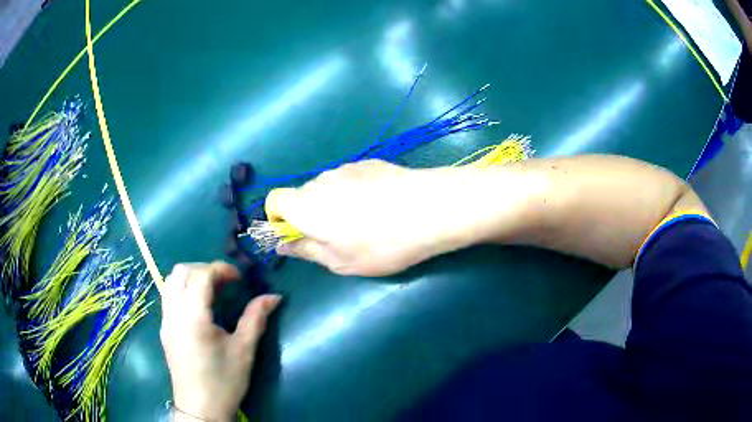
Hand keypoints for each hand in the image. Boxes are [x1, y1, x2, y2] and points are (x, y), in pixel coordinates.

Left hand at [160, 262, 280, 420]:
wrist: (200, 408)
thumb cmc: (224, 381)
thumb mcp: (244, 351)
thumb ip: (255, 319)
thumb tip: (273, 296)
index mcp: (193, 317)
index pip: (201, 275)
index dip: (221, 269)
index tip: (240, 279)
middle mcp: (174, 313)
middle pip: (181, 271)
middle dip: (205, 269)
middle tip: (225, 283)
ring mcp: (165, 320)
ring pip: (170, 281)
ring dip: (191, 277)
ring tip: (212, 291)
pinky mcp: (164, 329)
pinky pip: (168, 296)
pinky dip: (183, 289)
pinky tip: (199, 308)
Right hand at [265, 160, 467, 276]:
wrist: (431, 209)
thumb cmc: (380, 244)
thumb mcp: (340, 261)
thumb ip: (306, 251)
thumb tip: (283, 245)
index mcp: (305, 205)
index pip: (274, 201)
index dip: (277, 218)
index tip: (295, 235)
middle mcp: (320, 180)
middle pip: (301, 195)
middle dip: (308, 215)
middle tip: (336, 238)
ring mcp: (346, 168)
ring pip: (327, 187)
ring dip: (332, 204)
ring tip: (364, 223)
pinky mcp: (370, 163)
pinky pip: (349, 179)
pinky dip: (353, 192)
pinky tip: (380, 206)